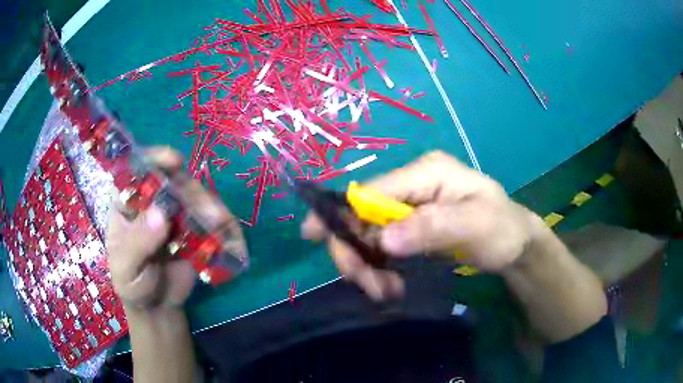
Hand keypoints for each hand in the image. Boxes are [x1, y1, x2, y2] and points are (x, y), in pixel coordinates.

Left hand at [106, 147, 244, 310]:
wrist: (156, 306)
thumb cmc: (132, 284)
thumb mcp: (126, 269)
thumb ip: (139, 243)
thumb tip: (161, 213)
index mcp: (127, 201)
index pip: (137, 169)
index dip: (155, 159)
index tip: (174, 161)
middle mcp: (153, 200)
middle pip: (175, 180)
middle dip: (194, 194)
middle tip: (212, 215)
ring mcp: (176, 212)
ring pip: (198, 197)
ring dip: (214, 211)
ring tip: (222, 231)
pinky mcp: (195, 228)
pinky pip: (212, 221)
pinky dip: (226, 230)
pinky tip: (233, 245)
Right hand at [302, 150, 541, 299]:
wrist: (515, 243)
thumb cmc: (502, 229)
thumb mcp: (475, 225)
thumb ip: (431, 228)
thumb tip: (382, 241)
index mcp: (425, 172)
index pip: (372, 191)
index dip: (340, 213)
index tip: (314, 239)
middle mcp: (412, 185)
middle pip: (362, 214)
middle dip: (356, 252)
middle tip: (372, 288)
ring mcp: (410, 206)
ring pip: (368, 234)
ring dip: (368, 266)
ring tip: (386, 293)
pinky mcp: (411, 226)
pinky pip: (381, 246)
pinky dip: (379, 268)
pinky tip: (391, 286)